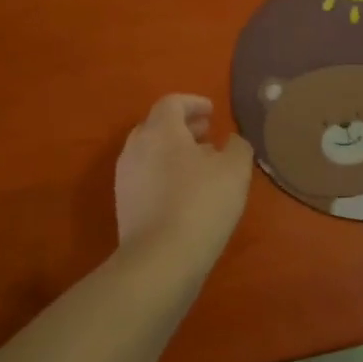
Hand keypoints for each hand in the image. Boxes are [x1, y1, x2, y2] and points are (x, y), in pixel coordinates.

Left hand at [114, 94, 252, 268]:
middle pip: (157, 125)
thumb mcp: (235, 170)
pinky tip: (185, 192)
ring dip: (173, 151)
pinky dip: (164, 173)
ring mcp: (126, 177)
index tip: (212, 111)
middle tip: (207, 134)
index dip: (193, 103)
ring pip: (150, 152)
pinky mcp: (124, 204)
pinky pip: (146, 176)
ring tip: (200, 165)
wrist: (160, 258)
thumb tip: (231, 140)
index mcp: (160, 130)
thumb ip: (237, 147)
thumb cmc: (201, 203)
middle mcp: (136, 147)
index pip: (172, 103)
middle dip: (183, 127)